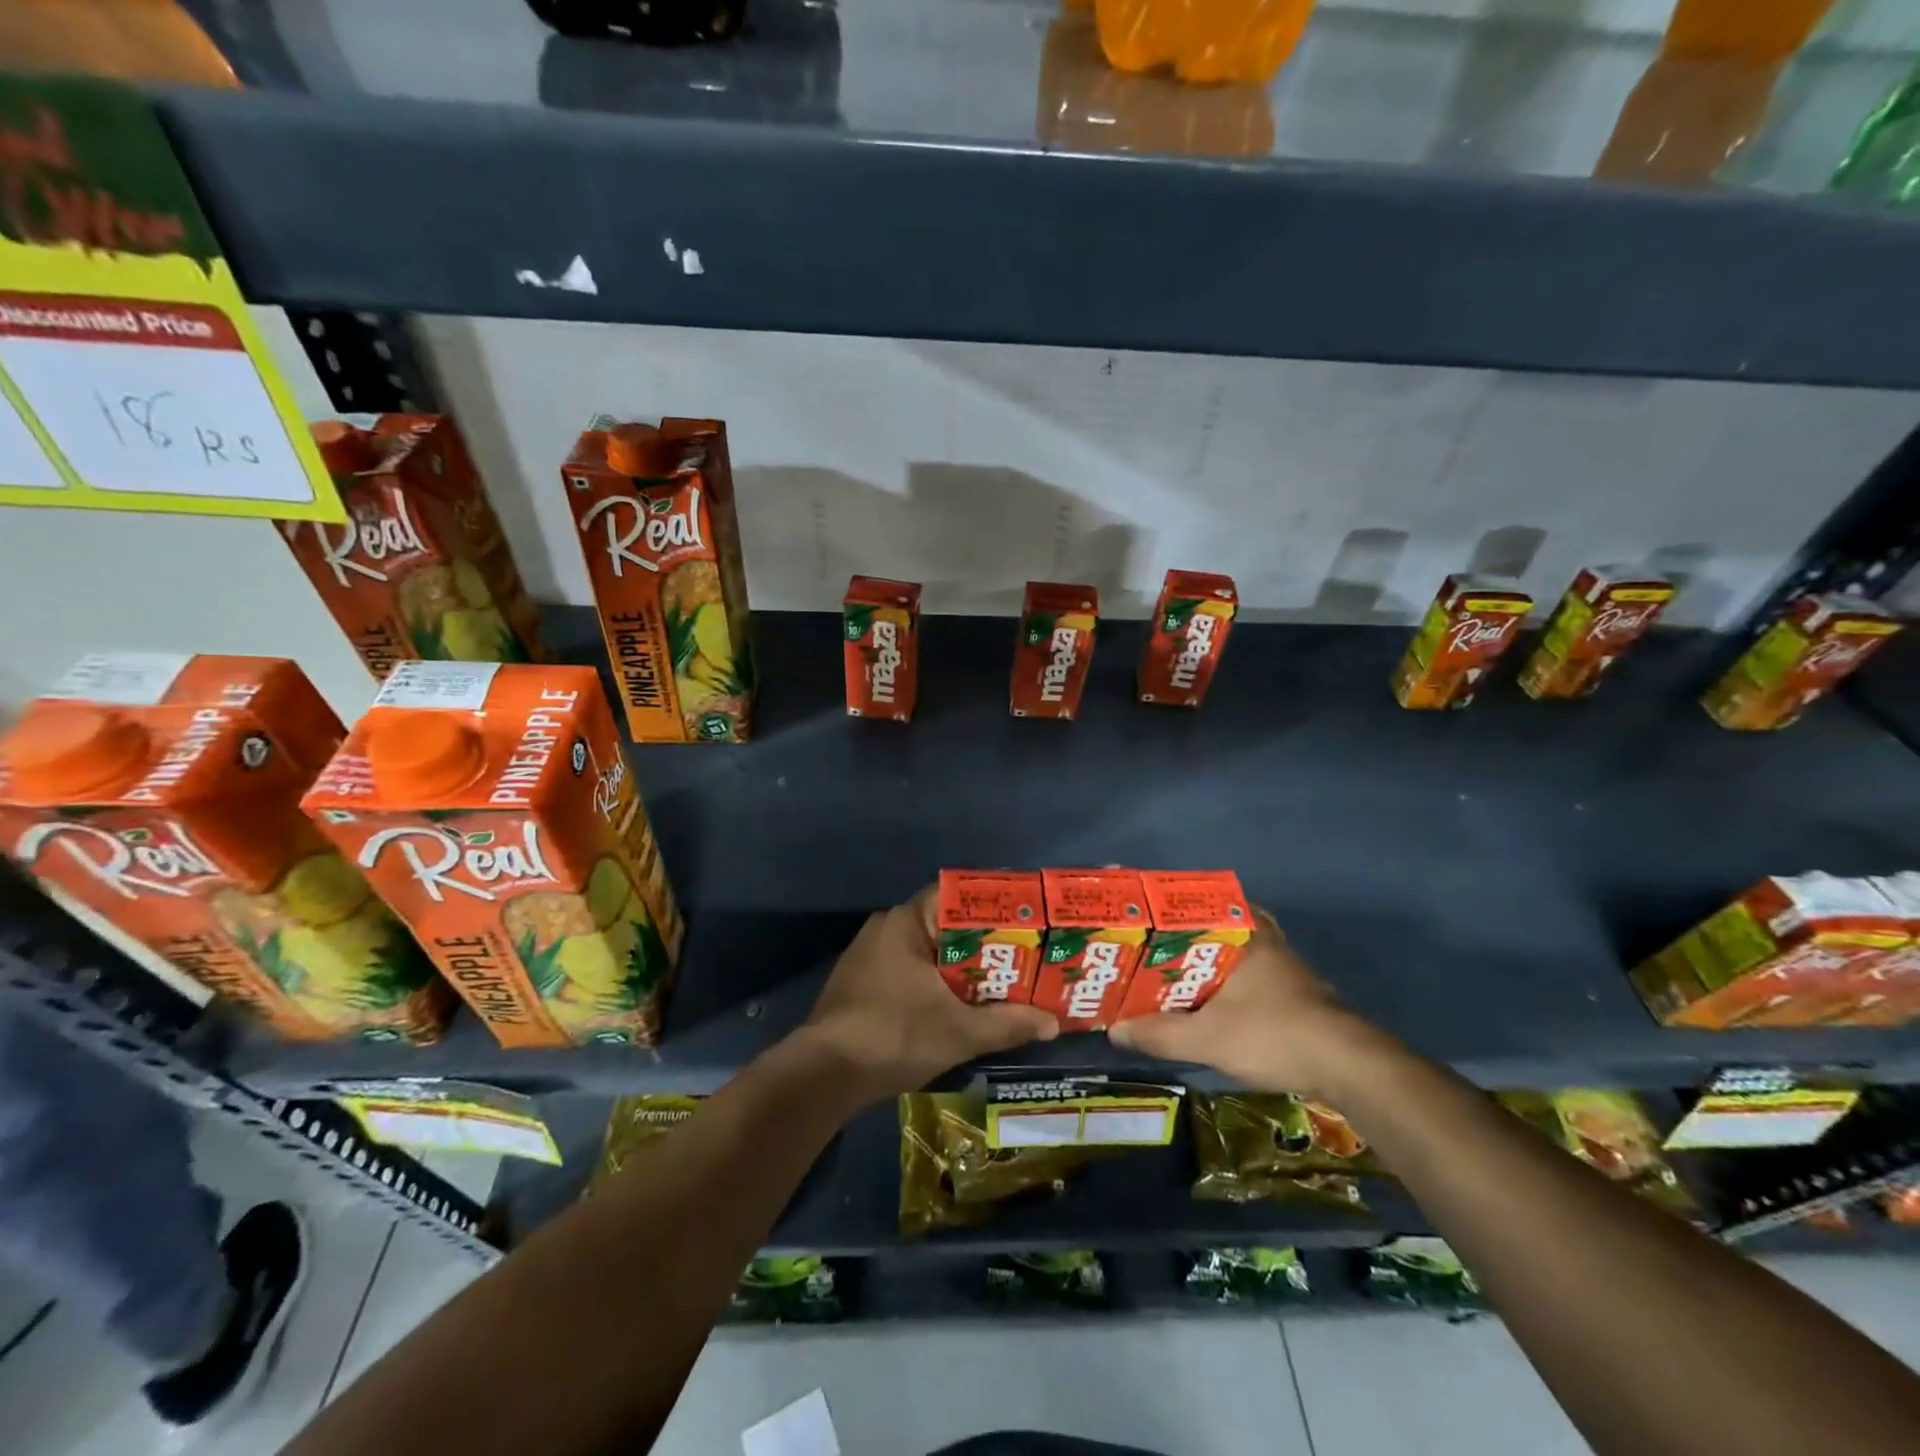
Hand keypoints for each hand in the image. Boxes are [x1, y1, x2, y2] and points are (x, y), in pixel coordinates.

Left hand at [793, 889, 1059, 1103]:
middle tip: (1023, 956)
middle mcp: (886, 928)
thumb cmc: (893, 1036)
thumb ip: (1007, 1023)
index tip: (1024, 919)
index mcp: (906, 922)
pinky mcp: (863, 983)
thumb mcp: (959, 1032)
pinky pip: (910, 970)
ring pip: (929, 951)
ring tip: (1001, 980)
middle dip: (983, 943)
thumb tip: (1052, 1023)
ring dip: (961, 967)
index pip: (957, 896)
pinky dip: (937, 982)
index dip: (993, 906)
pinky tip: (960, 1004)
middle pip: (946, 926)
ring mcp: (870, 956)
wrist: (822, 1076)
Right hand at [1107, 909, 1387, 1098]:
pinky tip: (1211, 1001)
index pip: (1203, 901)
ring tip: (1172, 974)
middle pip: (1218, 924)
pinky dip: (1228, 980)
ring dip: (1209, 959)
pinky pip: (1250, 972)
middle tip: (1153, 945)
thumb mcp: (1208, 1038)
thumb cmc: (1275, 1035)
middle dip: (1186, 933)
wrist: (1350, 1067)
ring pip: (1236, 950)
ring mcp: (1285, 966)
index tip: (1146, 910)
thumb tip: (1115, 1029)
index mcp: (1245, 935)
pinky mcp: (1296, 992)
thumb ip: (1160, 1034)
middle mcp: (1266, 941)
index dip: (1172, 903)